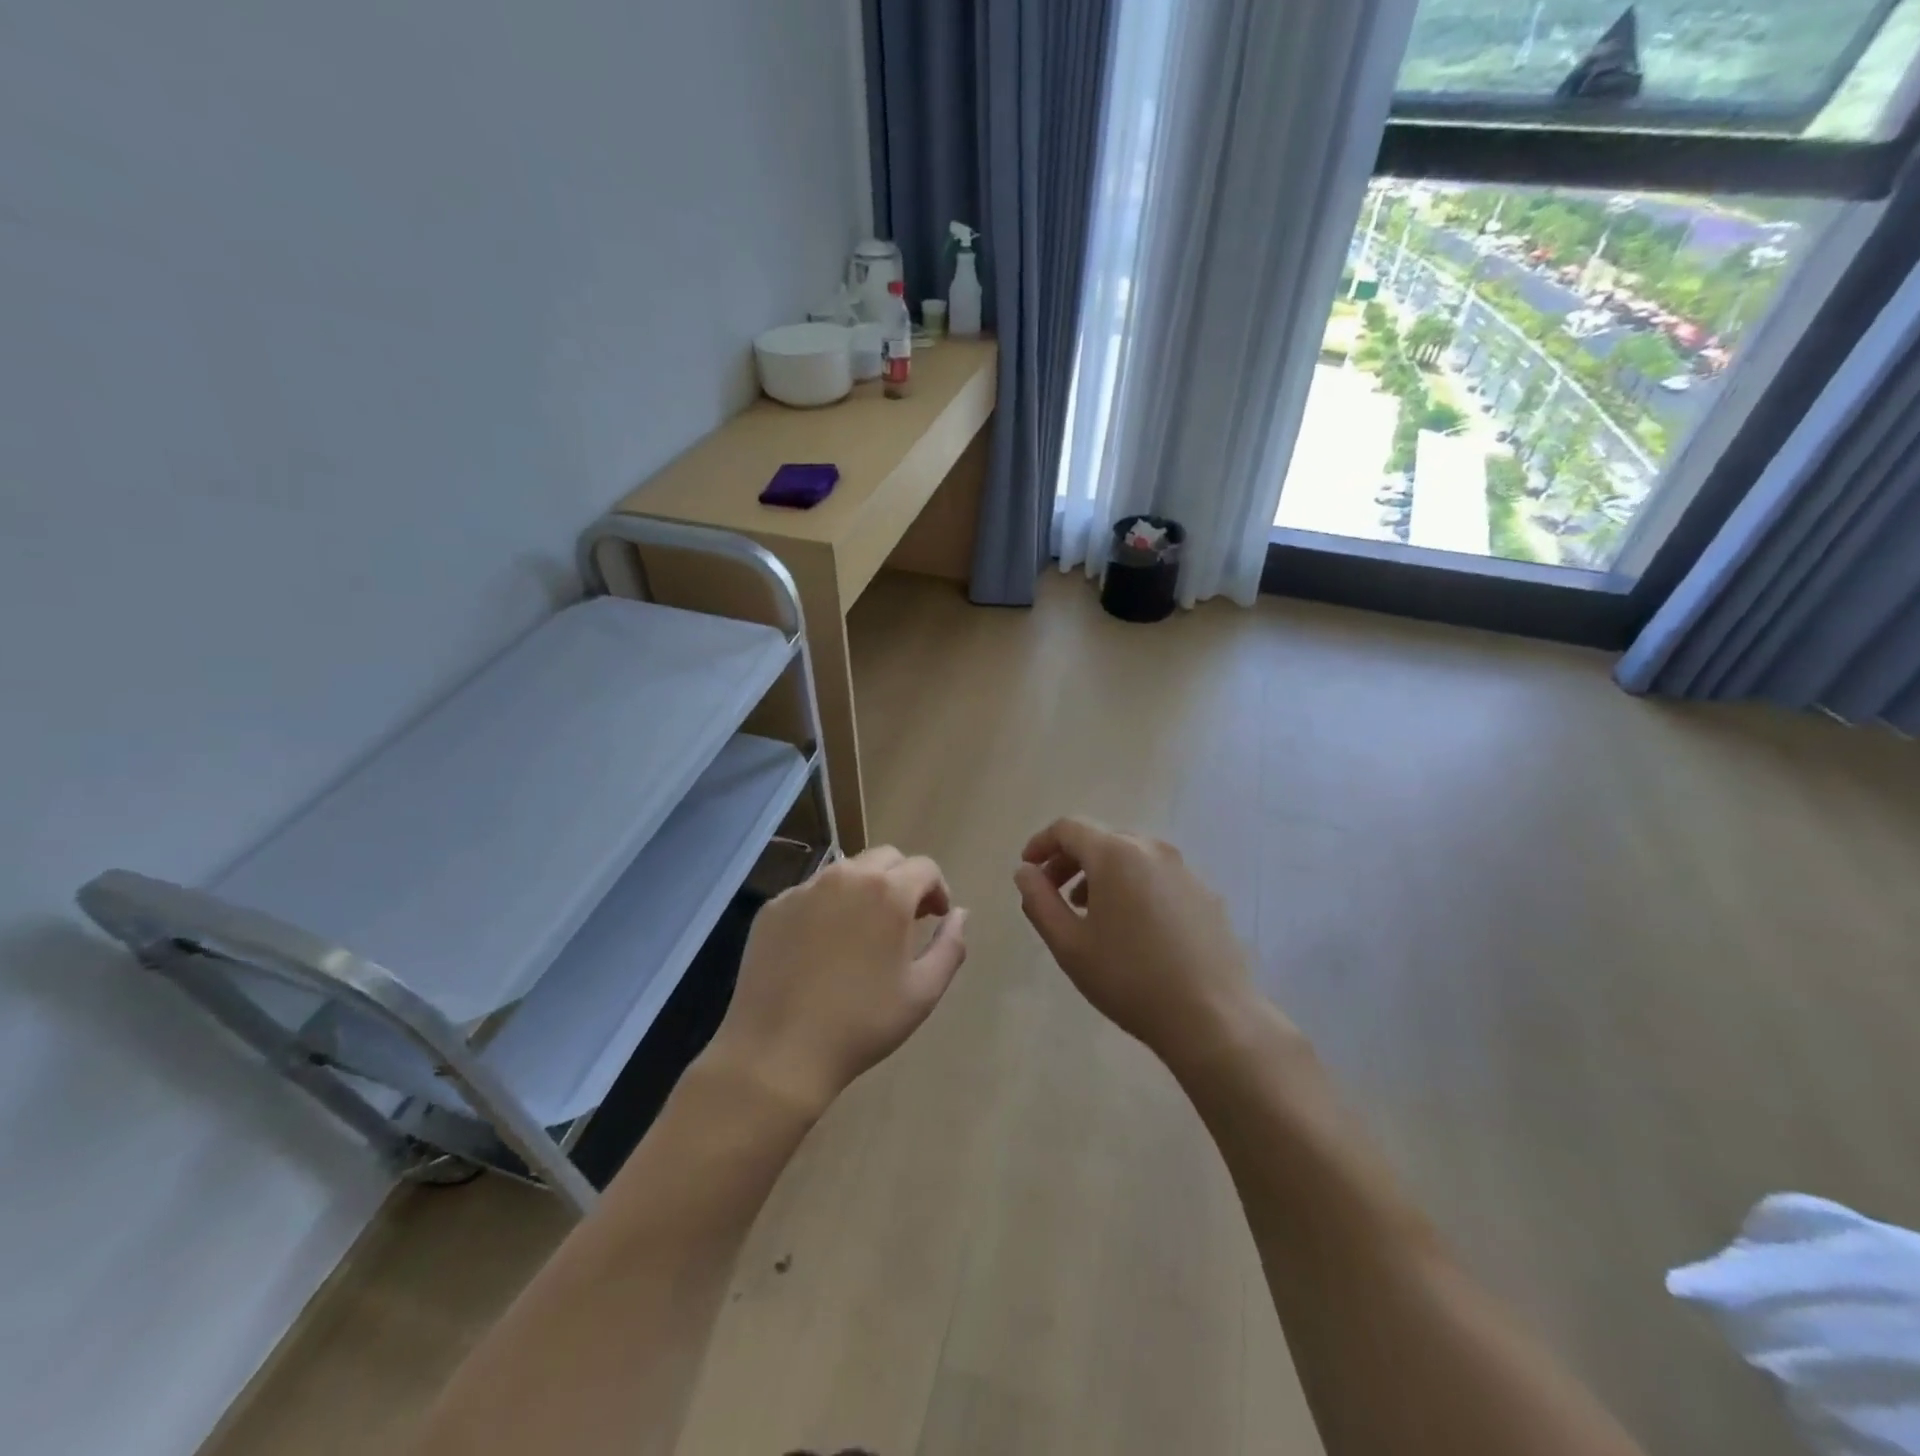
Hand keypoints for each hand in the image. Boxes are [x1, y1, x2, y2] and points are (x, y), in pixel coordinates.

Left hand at [704, 847, 967, 1114]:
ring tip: (863, 931)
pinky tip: (822, 946)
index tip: (935, 918)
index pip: (924, 867)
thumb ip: (951, 945)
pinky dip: (827, 906)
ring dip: (865, 889)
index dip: (937, 889)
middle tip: (905, 920)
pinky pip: (811, 892)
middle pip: (885, 858)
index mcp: (887, 892)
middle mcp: (845, 877)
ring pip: (846, 871)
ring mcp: (804, 889)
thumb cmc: (861, 1024)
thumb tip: (960, 913)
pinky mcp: (774, 907)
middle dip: (903, 881)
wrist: (778, 1052)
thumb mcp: (923, 992)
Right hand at [1013, 818, 1271, 1069]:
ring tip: (1087, 911)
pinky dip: (1132, 886)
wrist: (1212, 1016)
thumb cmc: (1129, 978)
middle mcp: (1152, 849)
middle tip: (1051, 893)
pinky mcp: (1204, 893)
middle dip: (1069, 860)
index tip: (1027, 868)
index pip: (1068, 828)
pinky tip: (1130, 926)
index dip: (1041, 843)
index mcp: (1115, 853)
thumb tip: (1026, 871)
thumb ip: (1039, 900)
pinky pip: (1156, 876)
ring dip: (1100, 874)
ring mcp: (1184, 869)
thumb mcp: (1069, 944)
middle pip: (1100, 839)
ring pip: (1130, 856)